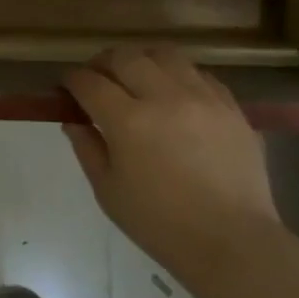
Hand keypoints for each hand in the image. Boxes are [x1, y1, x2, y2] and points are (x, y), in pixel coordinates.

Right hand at [63, 46, 282, 267]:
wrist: (232, 242)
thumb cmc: (160, 223)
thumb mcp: (108, 191)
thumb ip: (87, 148)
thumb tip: (73, 120)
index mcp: (128, 121)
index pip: (89, 82)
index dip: (72, 80)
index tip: (66, 87)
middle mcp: (165, 98)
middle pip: (125, 57)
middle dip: (102, 63)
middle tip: (96, 79)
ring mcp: (203, 98)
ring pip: (164, 55)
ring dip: (141, 60)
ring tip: (136, 77)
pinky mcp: (231, 107)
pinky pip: (199, 74)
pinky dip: (178, 75)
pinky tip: (173, 94)